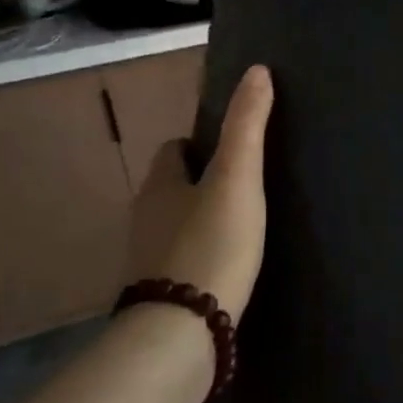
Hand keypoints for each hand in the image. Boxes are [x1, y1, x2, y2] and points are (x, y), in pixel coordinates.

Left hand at [127, 66, 273, 323]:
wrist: (182, 332)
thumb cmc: (211, 244)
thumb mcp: (237, 178)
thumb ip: (247, 126)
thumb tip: (257, 70)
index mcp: (159, 185)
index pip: (174, 148)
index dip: (201, 143)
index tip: (234, 149)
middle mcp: (145, 219)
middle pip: (174, 188)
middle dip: (203, 184)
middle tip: (246, 189)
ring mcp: (148, 261)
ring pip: (177, 226)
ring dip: (203, 223)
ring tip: (244, 229)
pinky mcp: (160, 296)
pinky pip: (183, 262)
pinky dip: (203, 257)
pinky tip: (230, 269)